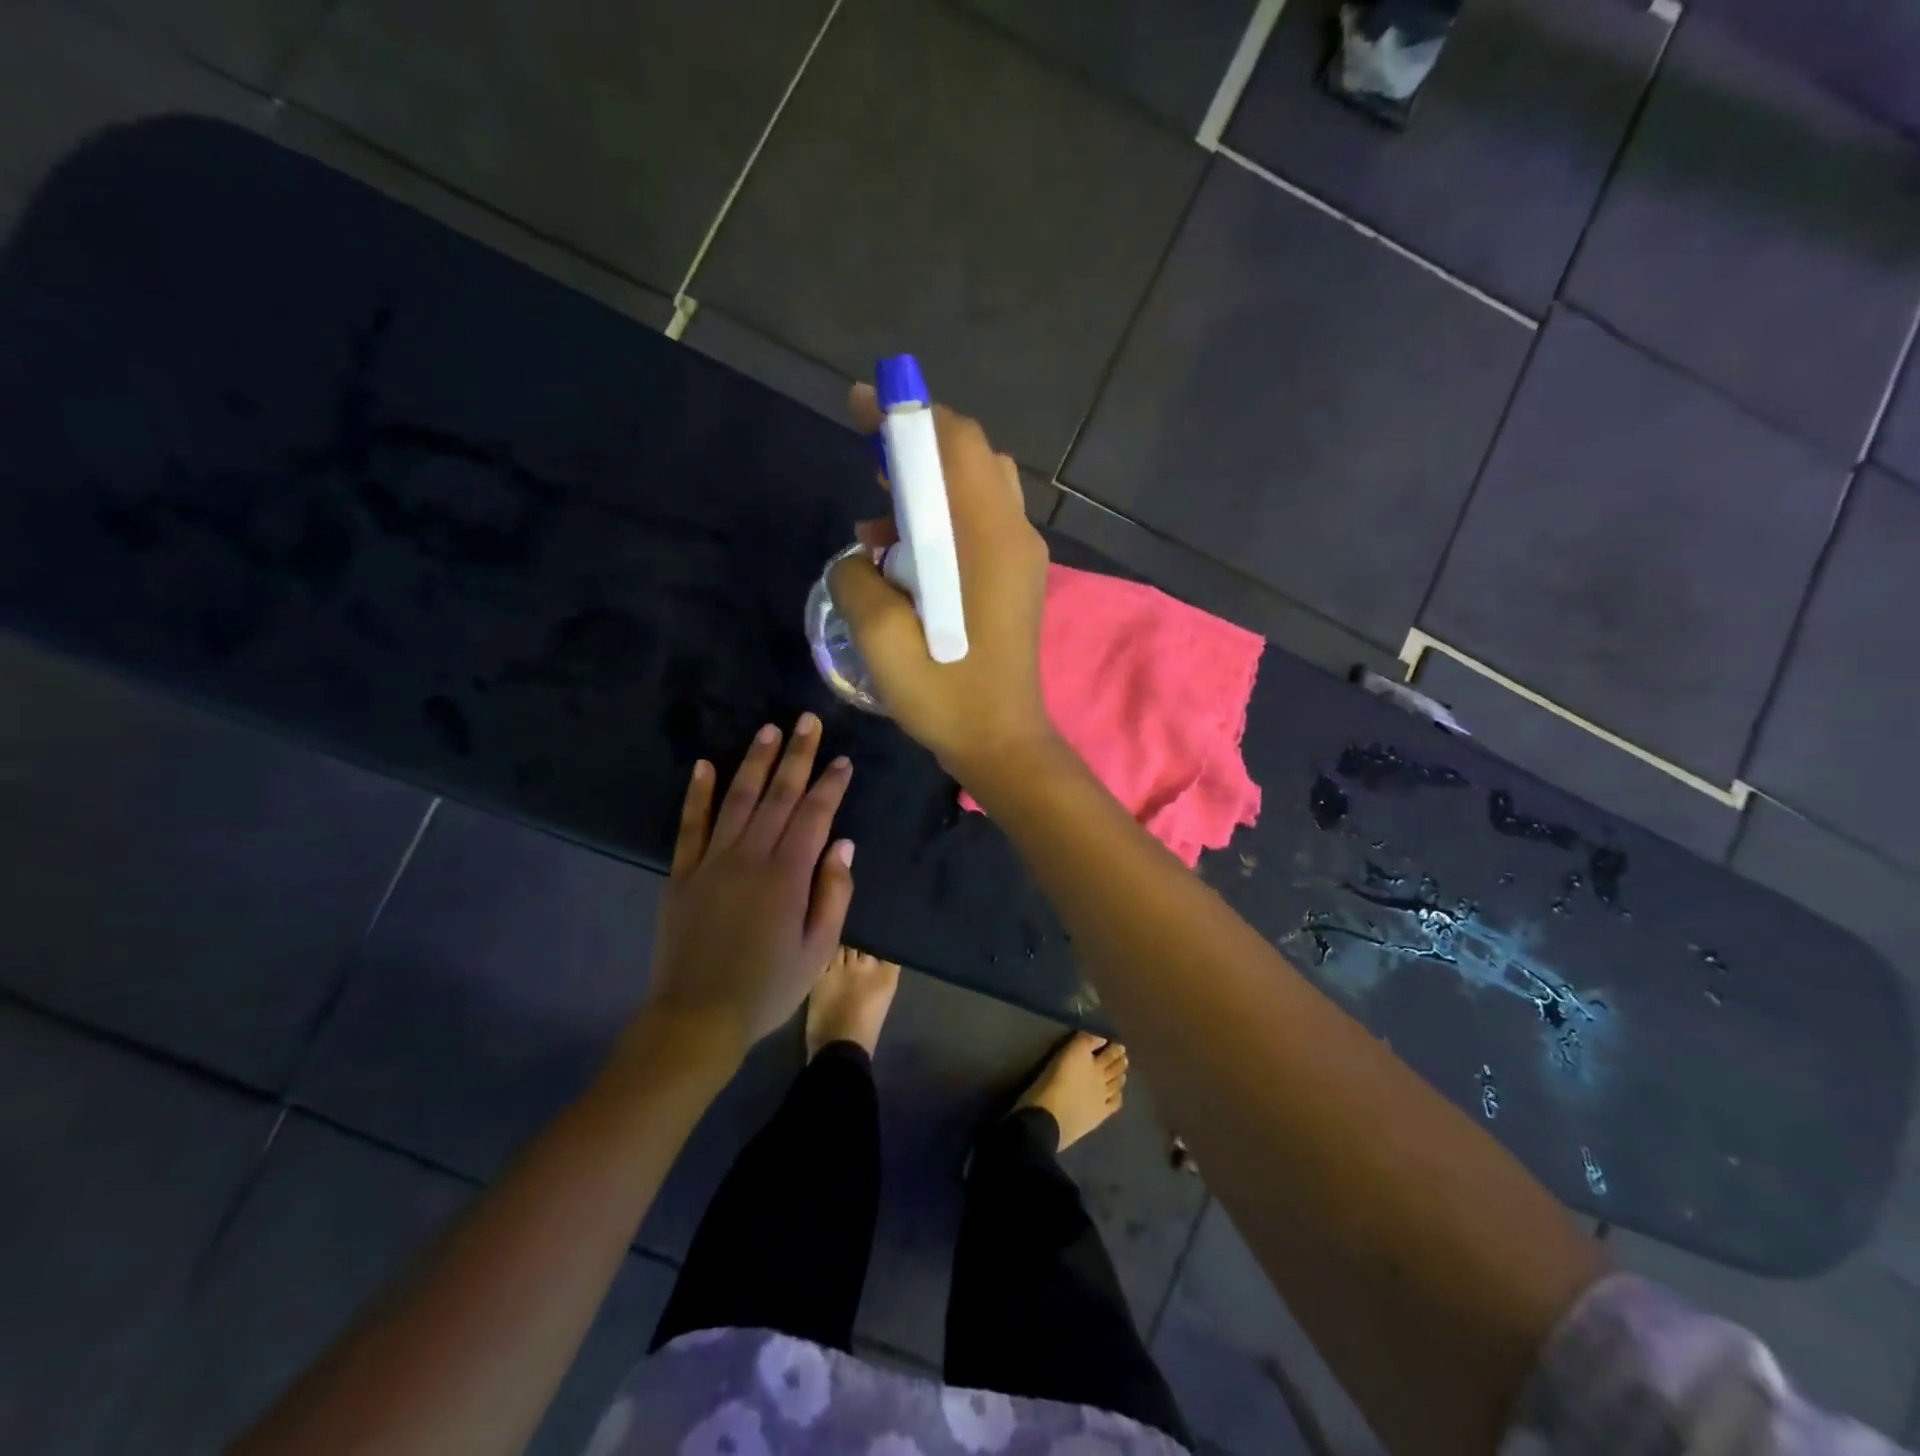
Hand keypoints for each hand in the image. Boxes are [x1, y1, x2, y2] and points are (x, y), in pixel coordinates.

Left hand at [642, 714, 855, 1063]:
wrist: (697, 1017)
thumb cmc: (768, 987)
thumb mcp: (818, 950)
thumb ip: (833, 893)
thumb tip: (842, 843)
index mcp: (787, 875)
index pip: (814, 815)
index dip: (830, 785)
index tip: (843, 760)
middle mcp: (750, 856)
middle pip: (778, 795)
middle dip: (796, 755)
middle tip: (807, 721)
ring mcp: (711, 861)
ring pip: (738, 799)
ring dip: (754, 762)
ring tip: (768, 730)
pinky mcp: (682, 874)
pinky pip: (690, 825)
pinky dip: (697, 794)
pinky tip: (704, 765)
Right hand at [828, 385, 1057, 782]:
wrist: (1002, 743)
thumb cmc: (948, 697)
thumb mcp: (882, 642)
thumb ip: (857, 580)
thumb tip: (859, 558)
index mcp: (988, 540)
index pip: (955, 443)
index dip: (906, 415)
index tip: (860, 406)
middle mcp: (1014, 535)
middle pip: (971, 455)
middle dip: (917, 447)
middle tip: (869, 466)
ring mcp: (1020, 556)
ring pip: (977, 488)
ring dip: (929, 488)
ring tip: (879, 525)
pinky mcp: (1016, 578)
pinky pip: (980, 523)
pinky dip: (943, 520)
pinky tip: (903, 559)